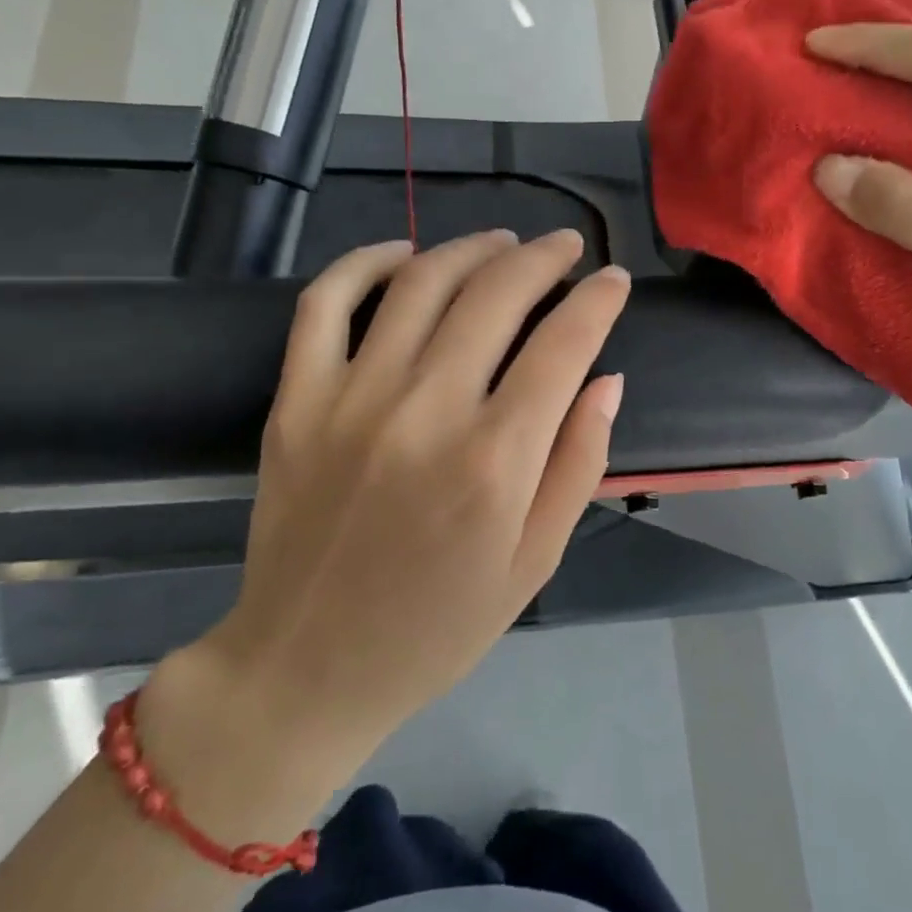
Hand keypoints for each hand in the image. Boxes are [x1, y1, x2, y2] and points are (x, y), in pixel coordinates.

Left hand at [138, 230, 628, 838]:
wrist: (306, 669)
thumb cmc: (437, 626)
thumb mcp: (534, 563)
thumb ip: (579, 463)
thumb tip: (606, 378)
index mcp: (495, 460)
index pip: (564, 345)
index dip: (599, 300)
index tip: (615, 279)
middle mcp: (426, 411)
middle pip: (496, 295)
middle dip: (543, 258)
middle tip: (566, 246)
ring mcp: (351, 398)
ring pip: (420, 282)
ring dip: (471, 248)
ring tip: (503, 242)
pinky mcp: (296, 400)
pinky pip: (325, 303)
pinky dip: (363, 262)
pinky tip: (402, 253)